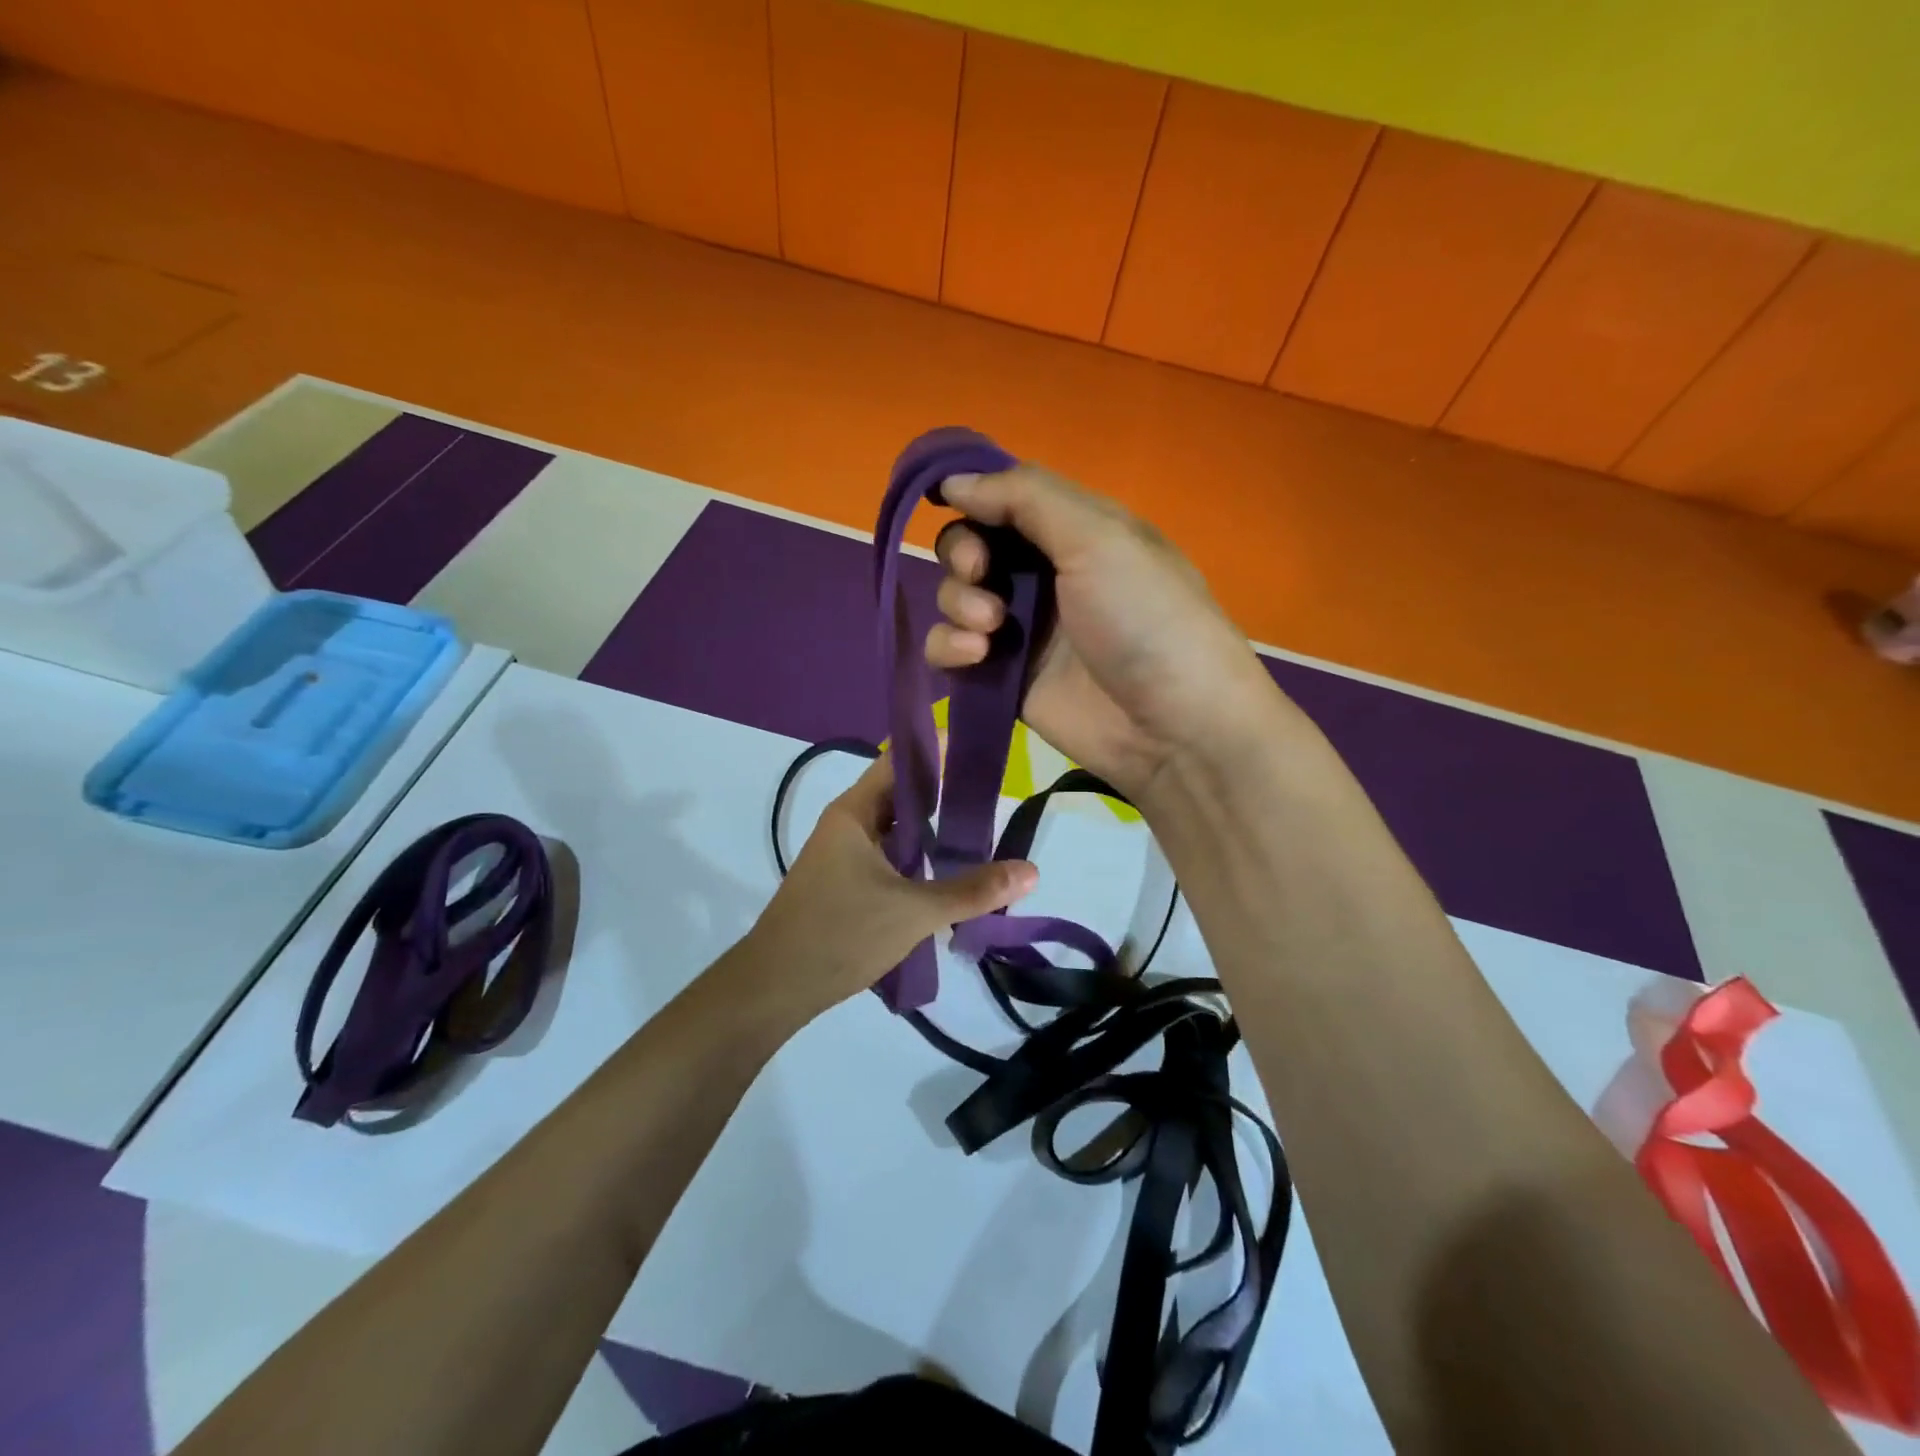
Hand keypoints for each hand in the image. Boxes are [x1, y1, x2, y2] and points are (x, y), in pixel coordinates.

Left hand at [739, 754, 1037, 1022]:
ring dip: (931, 832)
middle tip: (992, 795)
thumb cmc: (840, 934)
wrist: (774, 988)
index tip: (978, 746)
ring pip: (895, 831)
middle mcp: (847, 825)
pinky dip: (915, 859)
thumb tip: (1031, 870)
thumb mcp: (914, 912)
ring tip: (979, 833)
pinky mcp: (844, 884)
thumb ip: (972, 890)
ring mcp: (843, 856)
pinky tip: (945, 874)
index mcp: (855, 813)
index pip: (899, 761)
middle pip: (901, 796)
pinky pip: (887, 858)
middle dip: (944, 794)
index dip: (937, 749)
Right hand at [928, 464, 1290, 800]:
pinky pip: (950, 650)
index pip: (1006, 499)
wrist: (1171, 726)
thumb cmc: (1144, 617)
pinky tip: (975, 657)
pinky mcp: (1002, 677)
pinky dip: (949, 647)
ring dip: (959, 602)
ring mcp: (1021, 629)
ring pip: (955, 597)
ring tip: (991, 627)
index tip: (949, 501)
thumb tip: (953, 480)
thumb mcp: (1099, 537)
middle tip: (980, 572)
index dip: (974, 497)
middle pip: (971, 545)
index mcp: (1075, 531)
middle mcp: (1045, 575)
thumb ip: (1025, 497)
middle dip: (963, 553)